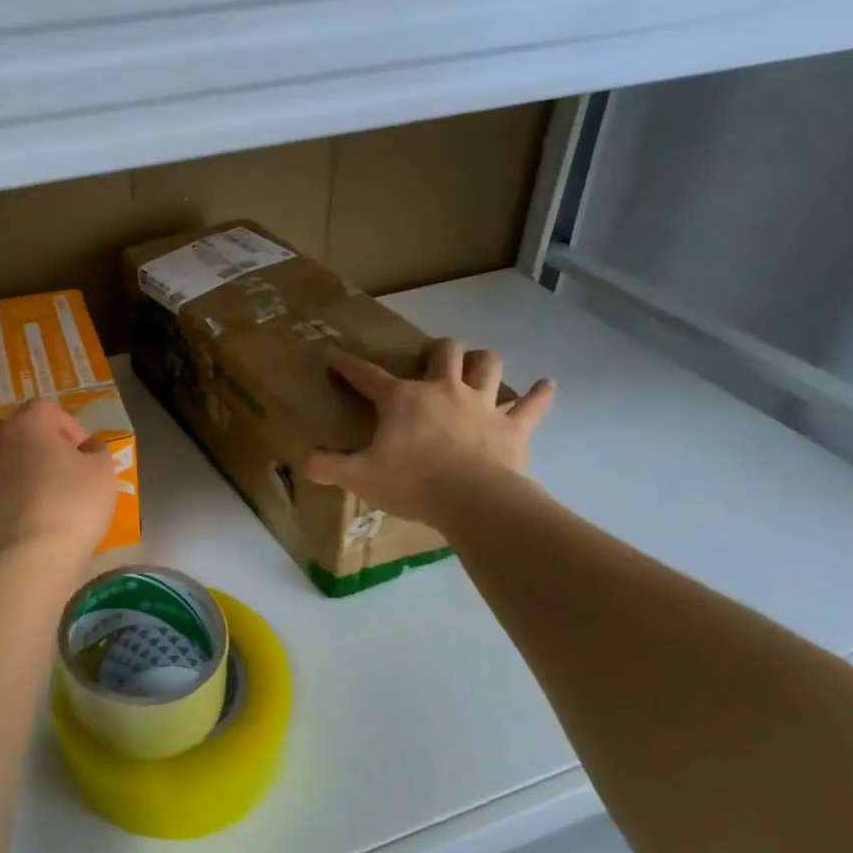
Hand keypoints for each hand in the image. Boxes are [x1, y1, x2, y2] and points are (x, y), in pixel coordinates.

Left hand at [0, 400, 117, 558]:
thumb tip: (88, 448)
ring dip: (17, 468)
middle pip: (15, 430)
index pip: (47, 410)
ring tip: (40, 492)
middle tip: (59, 467)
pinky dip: (6, 496)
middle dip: (36, 444)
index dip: (70, 429)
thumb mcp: (103, 471)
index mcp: (27, 424)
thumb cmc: (73, 503)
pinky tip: (25, 516)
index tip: (85, 454)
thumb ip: (97, 451)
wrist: (33, 554)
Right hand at [305, 340, 554, 525]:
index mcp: (402, 400)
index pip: (366, 375)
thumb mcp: (359, 477)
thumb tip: (305, 462)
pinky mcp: (512, 427)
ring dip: (483, 362)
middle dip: (437, 350)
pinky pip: (532, 405)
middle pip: (444, 353)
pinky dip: (540, 394)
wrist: (473, 501)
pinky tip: (547, 385)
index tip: (335, 355)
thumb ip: (329, 467)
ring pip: (488, 366)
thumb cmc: (412, 483)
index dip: (348, 365)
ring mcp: (481, 405)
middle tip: (432, 359)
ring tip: (479, 365)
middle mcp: (443, 390)